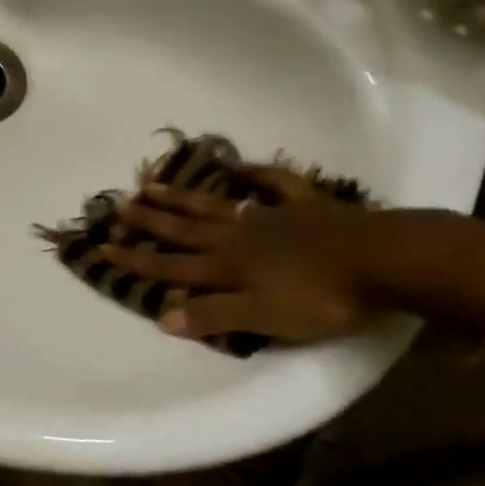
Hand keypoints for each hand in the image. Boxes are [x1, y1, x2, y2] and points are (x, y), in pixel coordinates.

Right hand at [97, 168, 384, 341]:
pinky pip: (273, 184)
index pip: (172, 266)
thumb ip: (214, 316)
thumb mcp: (264, 318)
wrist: (381, 260)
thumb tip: (162, 317)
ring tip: (151, 185)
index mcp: (227, 267)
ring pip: (214, 205)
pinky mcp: (303, 205)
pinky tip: (239, 167)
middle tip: (117, 205)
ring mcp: (269, 216)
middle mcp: (238, 237)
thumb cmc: (321, 297)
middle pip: (184, 230)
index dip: (138, 260)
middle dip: (149, 221)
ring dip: (182, 197)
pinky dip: (255, 174)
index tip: (103, 247)